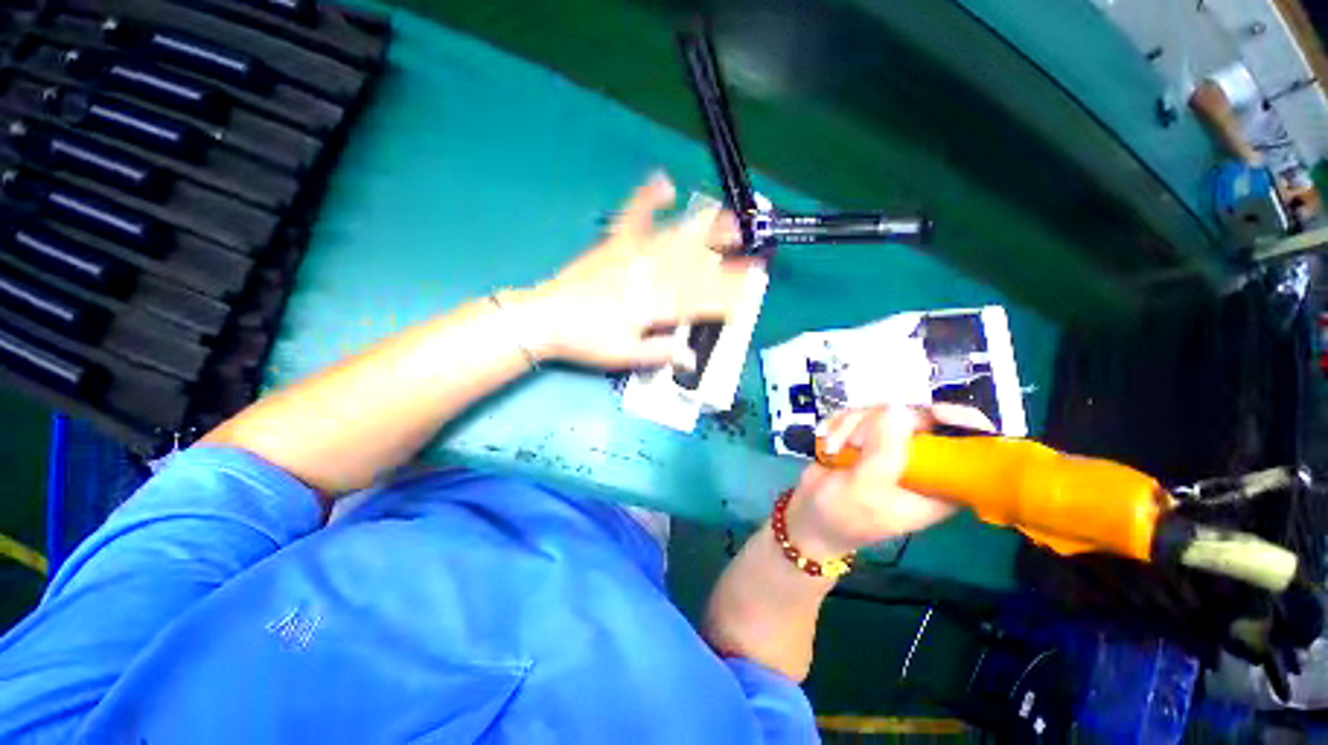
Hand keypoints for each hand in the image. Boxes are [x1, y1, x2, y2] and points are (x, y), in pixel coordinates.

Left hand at [521, 173, 753, 368]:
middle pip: (692, 263)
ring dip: (702, 226)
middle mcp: (646, 276)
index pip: (698, 300)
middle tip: (748, 243)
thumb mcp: (624, 355)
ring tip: (725, 213)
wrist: (546, 318)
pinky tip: (663, 183)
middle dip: (724, 254)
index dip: (726, 295)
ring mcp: (630, 255)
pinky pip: (632, 217)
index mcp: (651, 305)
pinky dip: (648, 199)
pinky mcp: (613, 244)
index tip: (748, 290)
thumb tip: (690, 356)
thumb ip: (659, 352)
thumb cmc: (586, 340)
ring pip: (673, 238)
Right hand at [785, 404, 995, 556]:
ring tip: (833, 449)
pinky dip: (838, 425)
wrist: (809, 515)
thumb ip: (883, 451)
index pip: (968, 449)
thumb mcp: (865, 489)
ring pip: (882, 412)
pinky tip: (828, 443)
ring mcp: (890, 446)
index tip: (935, 412)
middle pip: (918, 418)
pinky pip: (858, 415)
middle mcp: (918, 461)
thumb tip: (896, 408)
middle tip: (852, 441)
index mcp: (937, 484)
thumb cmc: (843, 515)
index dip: (962, 424)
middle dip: (876, 424)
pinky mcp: (865, 438)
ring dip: (849, 427)